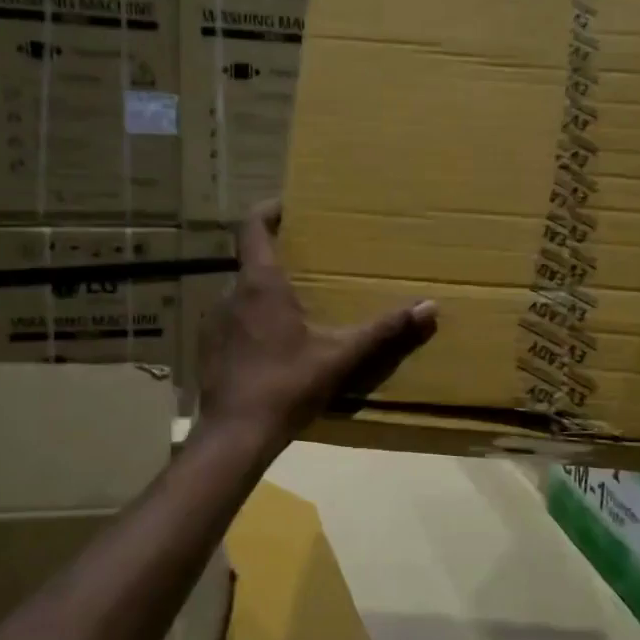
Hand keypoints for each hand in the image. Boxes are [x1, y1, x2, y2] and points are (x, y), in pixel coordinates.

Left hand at [198, 201, 438, 446]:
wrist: (235, 435)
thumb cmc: (287, 386)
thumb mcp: (341, 357)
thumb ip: (384, 331)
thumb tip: (430, 307)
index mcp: (261, 285)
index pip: (252, 227)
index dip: (268, 209)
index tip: (288, 204)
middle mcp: (231, 294)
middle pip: (252, 262)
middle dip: (279, 259)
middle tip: (310, 265)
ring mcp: (214, 322)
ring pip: (242, 295)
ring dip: (266, 295)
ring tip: (297, 309)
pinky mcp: (209, 349)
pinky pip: (234, 322)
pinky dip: (253, 323)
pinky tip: (274, 348)